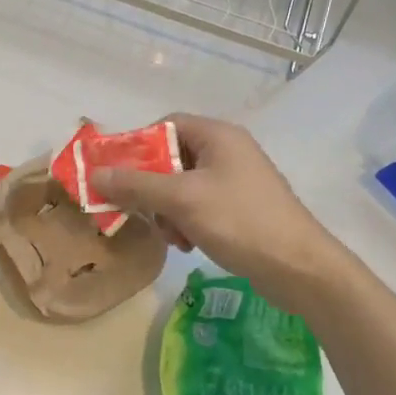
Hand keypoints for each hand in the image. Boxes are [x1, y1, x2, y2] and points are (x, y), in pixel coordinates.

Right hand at [91, 114, 353, 307]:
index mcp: (218, 136)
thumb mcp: (181, 200)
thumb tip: (94, 175)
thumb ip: (135, 185)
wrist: (301, 269)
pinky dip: (186, 222)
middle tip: (139, 211)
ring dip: (166, 210)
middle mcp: (228, 151)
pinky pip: (198, 206)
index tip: (118, 173)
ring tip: (171, 236)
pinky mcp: (240, 209)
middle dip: (151, 188)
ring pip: (181, 186)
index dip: (138, 146)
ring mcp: (236, 181)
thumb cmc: (240, 222)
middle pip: (171, 158)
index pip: (167, 125)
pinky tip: (187, 245)